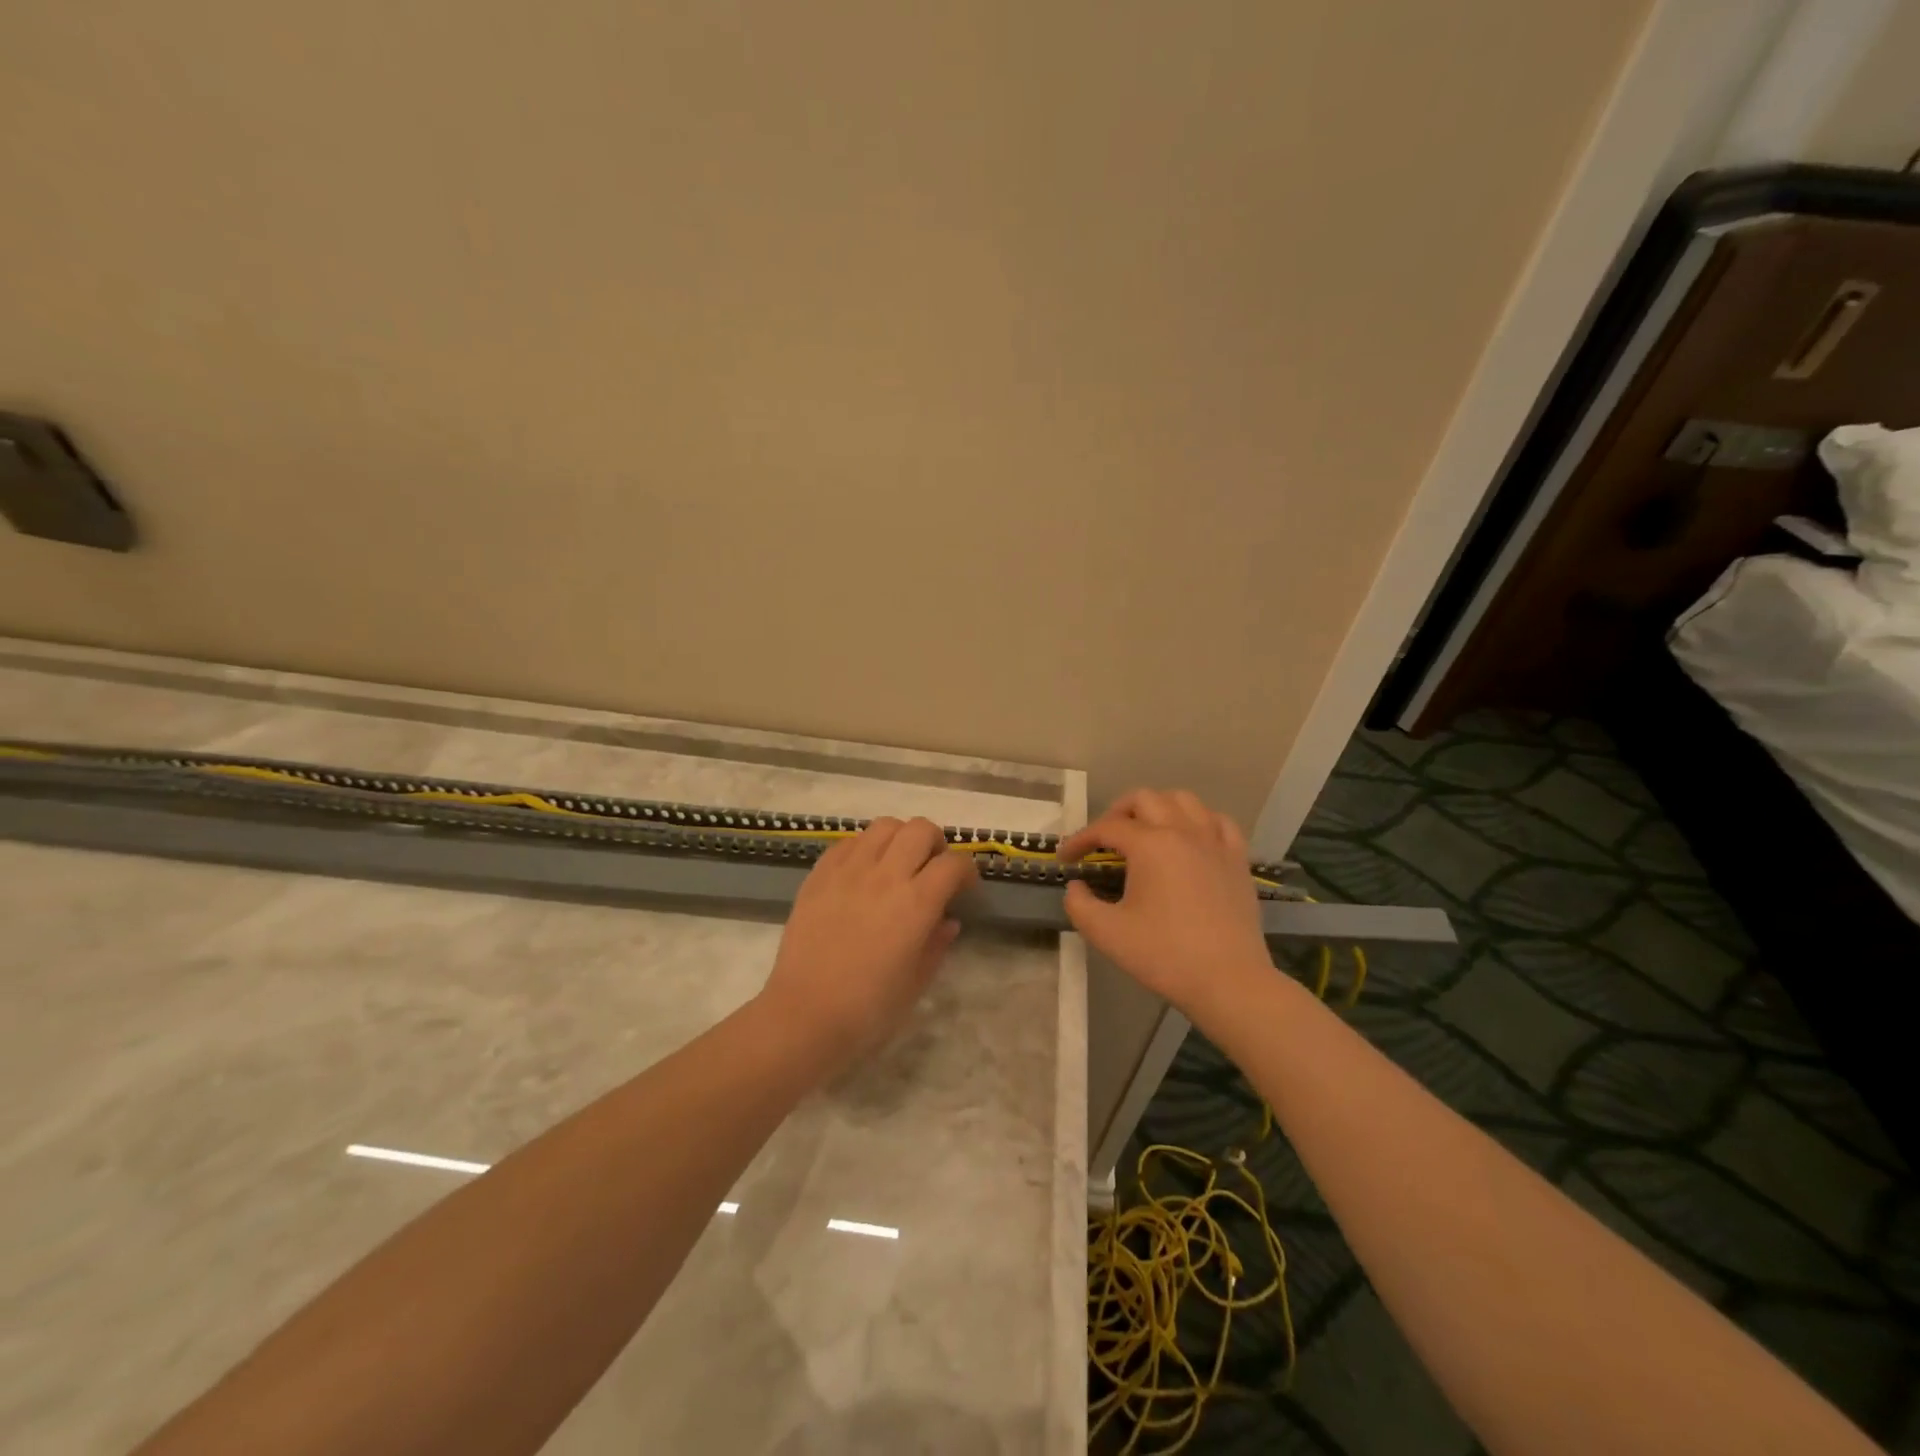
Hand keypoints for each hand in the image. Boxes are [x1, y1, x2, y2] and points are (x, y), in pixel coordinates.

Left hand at [757, 817, 977, 1077]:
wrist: (804, 1016)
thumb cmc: (868, 1009)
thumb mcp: (916, 982)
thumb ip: (936, 944)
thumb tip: (948, 920)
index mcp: (917, 903)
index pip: (953, 864)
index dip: (966, 871)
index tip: (964, 887)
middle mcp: (885, 875)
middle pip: (920, 829)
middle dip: (936, 843)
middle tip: (932, 868)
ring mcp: (848, 870)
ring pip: (884, 826)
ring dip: (900, 838)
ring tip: (897, 864)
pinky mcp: (819, 874)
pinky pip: (848, 842)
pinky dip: (864, 848)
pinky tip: (863, 872)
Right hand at [1059, 788, 1271, 1021]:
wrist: (1228, 981)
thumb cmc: (1164, 955)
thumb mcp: (1106, 933)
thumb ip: (1079, 904)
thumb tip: (1077, 886)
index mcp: (1150, 845)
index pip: (1106, 828)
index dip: (1080, 840)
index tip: (1066, 858)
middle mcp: (1183, 831)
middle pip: (1144, 799)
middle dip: (1116, 813)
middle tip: (1103, 841)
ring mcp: (1215, 842)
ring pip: (1183, 800)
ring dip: (1157, 808)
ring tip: (1145, 831)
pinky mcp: (1238, 859)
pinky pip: (1218, 821)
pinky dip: (1198, 821)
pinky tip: (1190, 838)